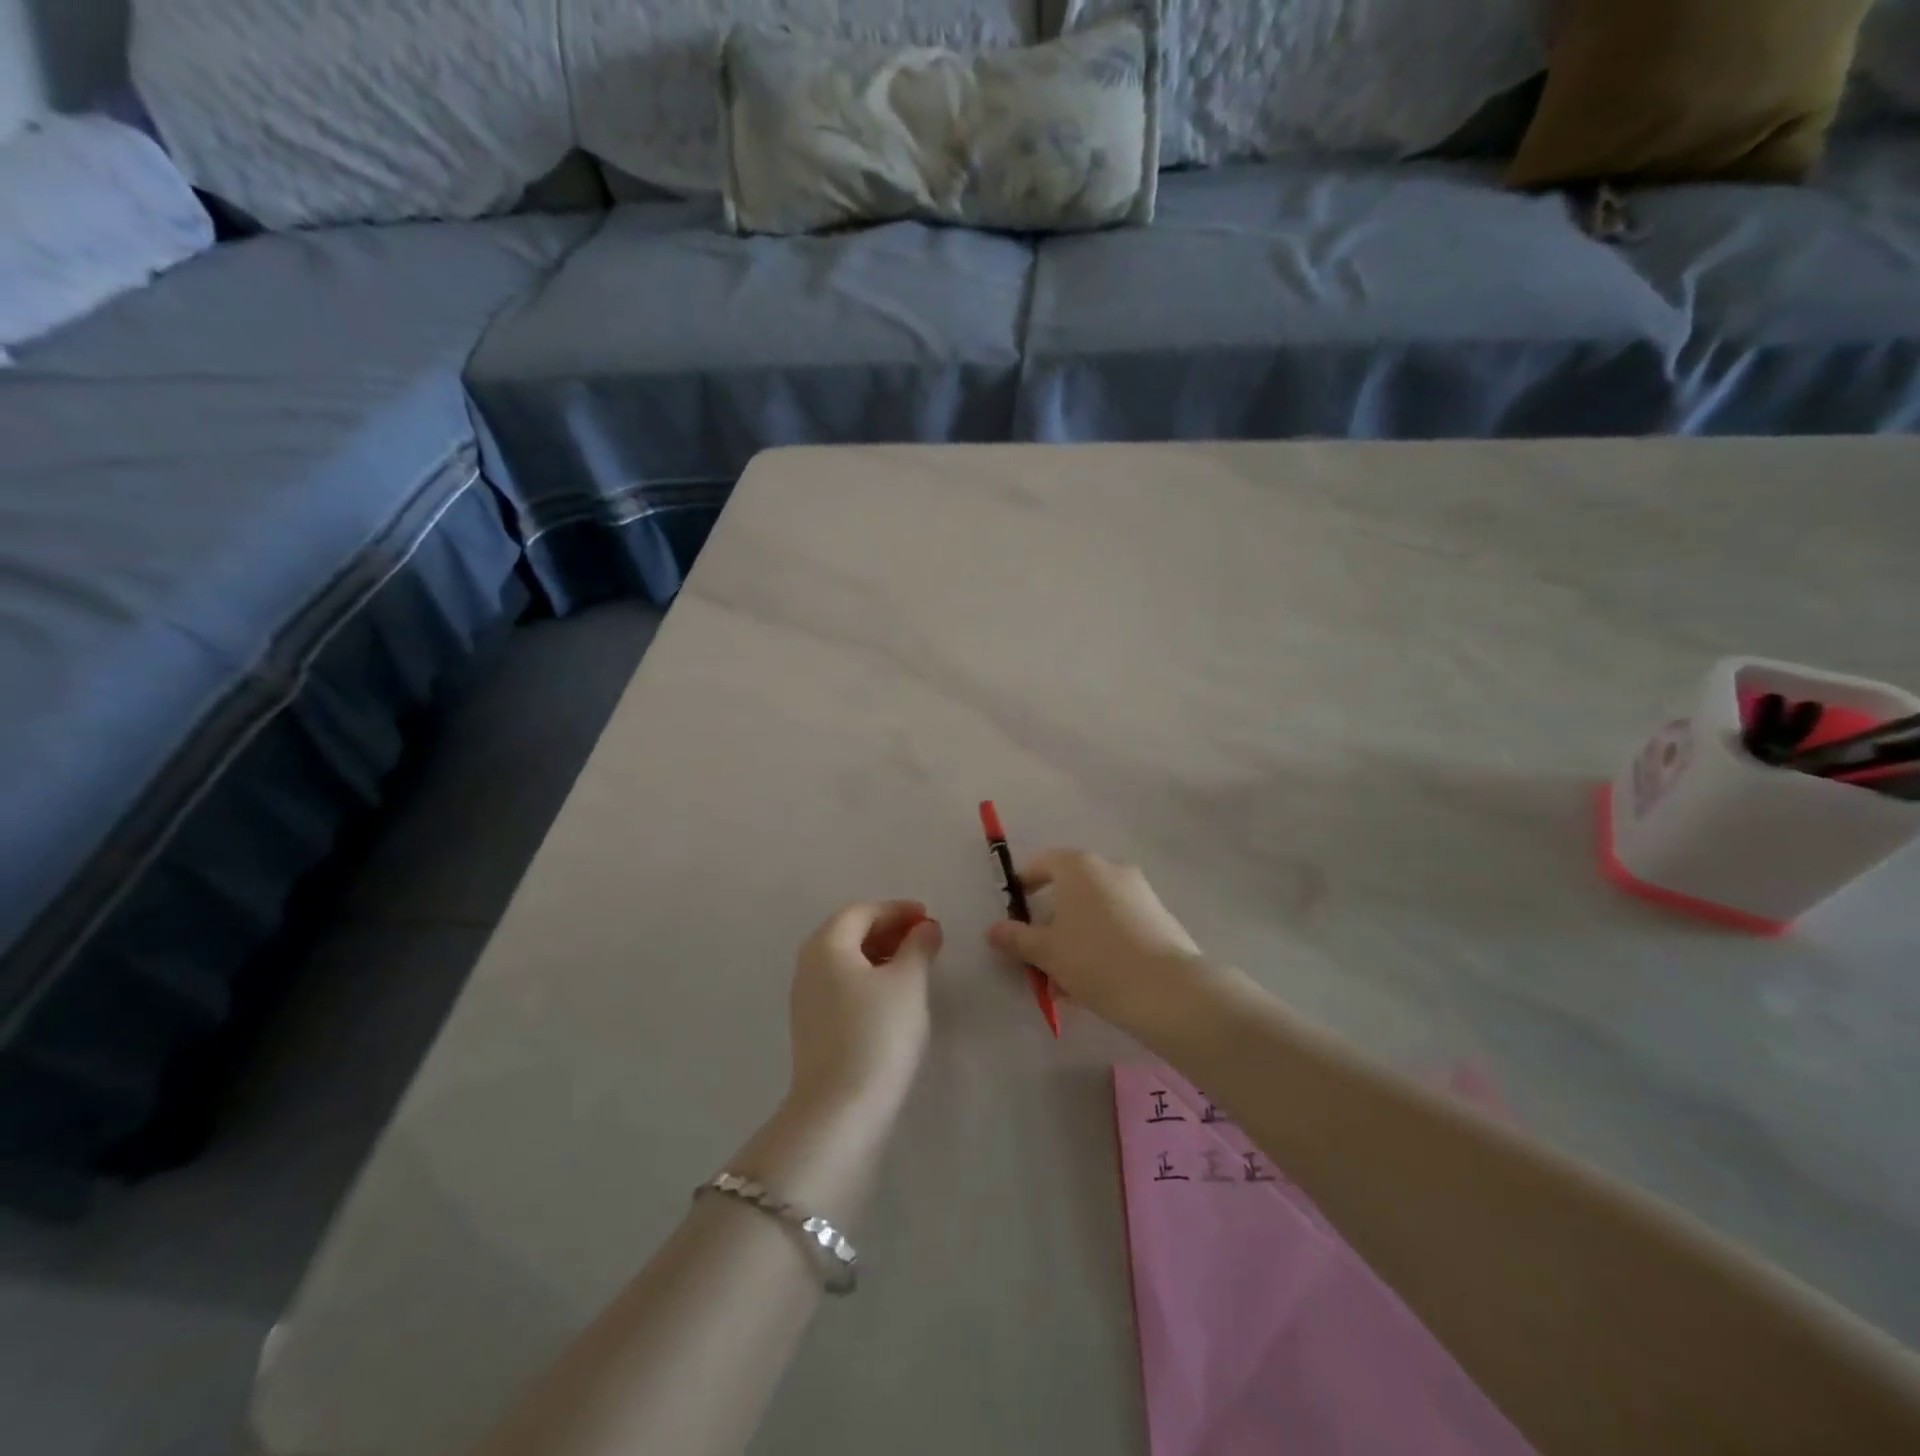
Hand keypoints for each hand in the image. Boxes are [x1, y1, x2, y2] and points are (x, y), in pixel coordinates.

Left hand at [788, 900, 942, 1114]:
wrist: (840, 1109)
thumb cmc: (878, 1032)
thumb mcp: (908, 982)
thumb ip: (918, 946)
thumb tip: (925, 928)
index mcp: (827, 944)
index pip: (862, 911)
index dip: (896, 910)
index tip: (927, 917)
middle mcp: (809, 964)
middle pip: (848, 932)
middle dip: (887, 929)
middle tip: (923, 938)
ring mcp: (806, 998)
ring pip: (844, 961)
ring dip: (878, 954)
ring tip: (913, 966)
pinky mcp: (811, 1028)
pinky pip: (841, 985)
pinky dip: (867, 978)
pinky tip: (891, 997)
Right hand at [986, 850, 1208, 1039]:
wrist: (1168, 990)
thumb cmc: (1095, 960)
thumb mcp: (1046, 952)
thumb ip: (1017, 938)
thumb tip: (994, 930)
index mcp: (1079, 866)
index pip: (1042, 863)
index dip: (1024, 885)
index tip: (1015, 915)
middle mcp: (1110, 868)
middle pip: (1069, 888)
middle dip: (1051, 921)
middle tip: (1040, 955)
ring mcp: (1139, 890)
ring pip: (1094, 910)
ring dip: (1076, 937)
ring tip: (1067, 981)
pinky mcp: (1159, 916)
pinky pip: (1118, 923)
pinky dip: (1102, 943)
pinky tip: (1098, 981)